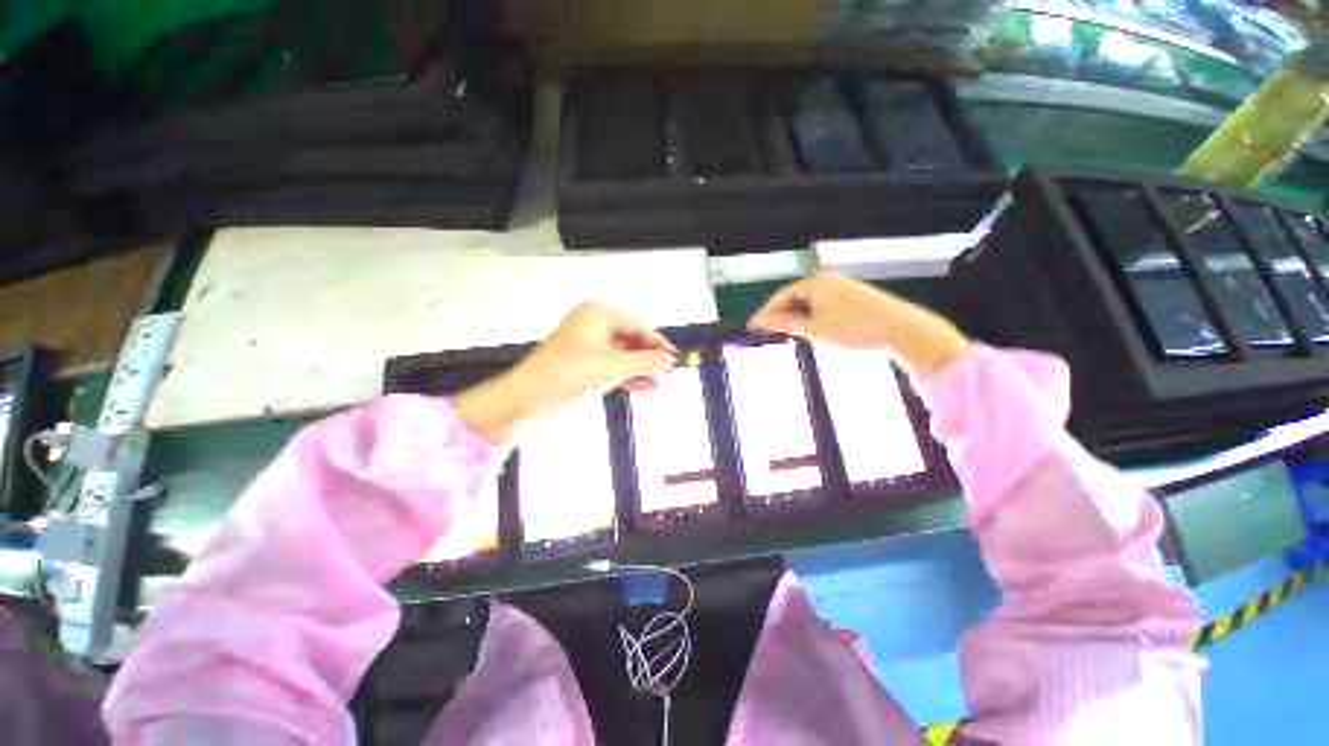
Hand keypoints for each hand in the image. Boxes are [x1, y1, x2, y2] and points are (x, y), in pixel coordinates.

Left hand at [456, 302, 675, 443]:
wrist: (530, 398)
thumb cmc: (574, 372)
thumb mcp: (615, 366)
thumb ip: (646, 362)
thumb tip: (671, 360)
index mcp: (598, 314)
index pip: (637, 325)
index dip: (657, 342)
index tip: (675, 357)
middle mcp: (592, 325)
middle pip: (629, 340)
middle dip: (648, 359)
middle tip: (669, 373)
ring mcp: (586, 346)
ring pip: (621, 356)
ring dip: (639, 370)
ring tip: (659, 384)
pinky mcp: (581, 365)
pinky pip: (610, 366)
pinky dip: (625, 376)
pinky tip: (643, 388)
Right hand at [749, 271, 969, 375]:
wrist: (900, 329)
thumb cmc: (852, 328)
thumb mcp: (814, 329)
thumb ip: (785, 323)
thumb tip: (760, 320)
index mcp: (816, 283)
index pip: (782, 295)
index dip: (767, 311)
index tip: (754, 326)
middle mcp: (828, 279)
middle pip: (796, 296)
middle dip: (781, 314)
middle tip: (768, 331)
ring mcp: (843, 286)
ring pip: (811, 301)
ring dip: (797, 316)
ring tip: (788, 333)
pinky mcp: (855, 296)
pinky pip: (824, 304)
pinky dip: (813, 316)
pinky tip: (814, 329)